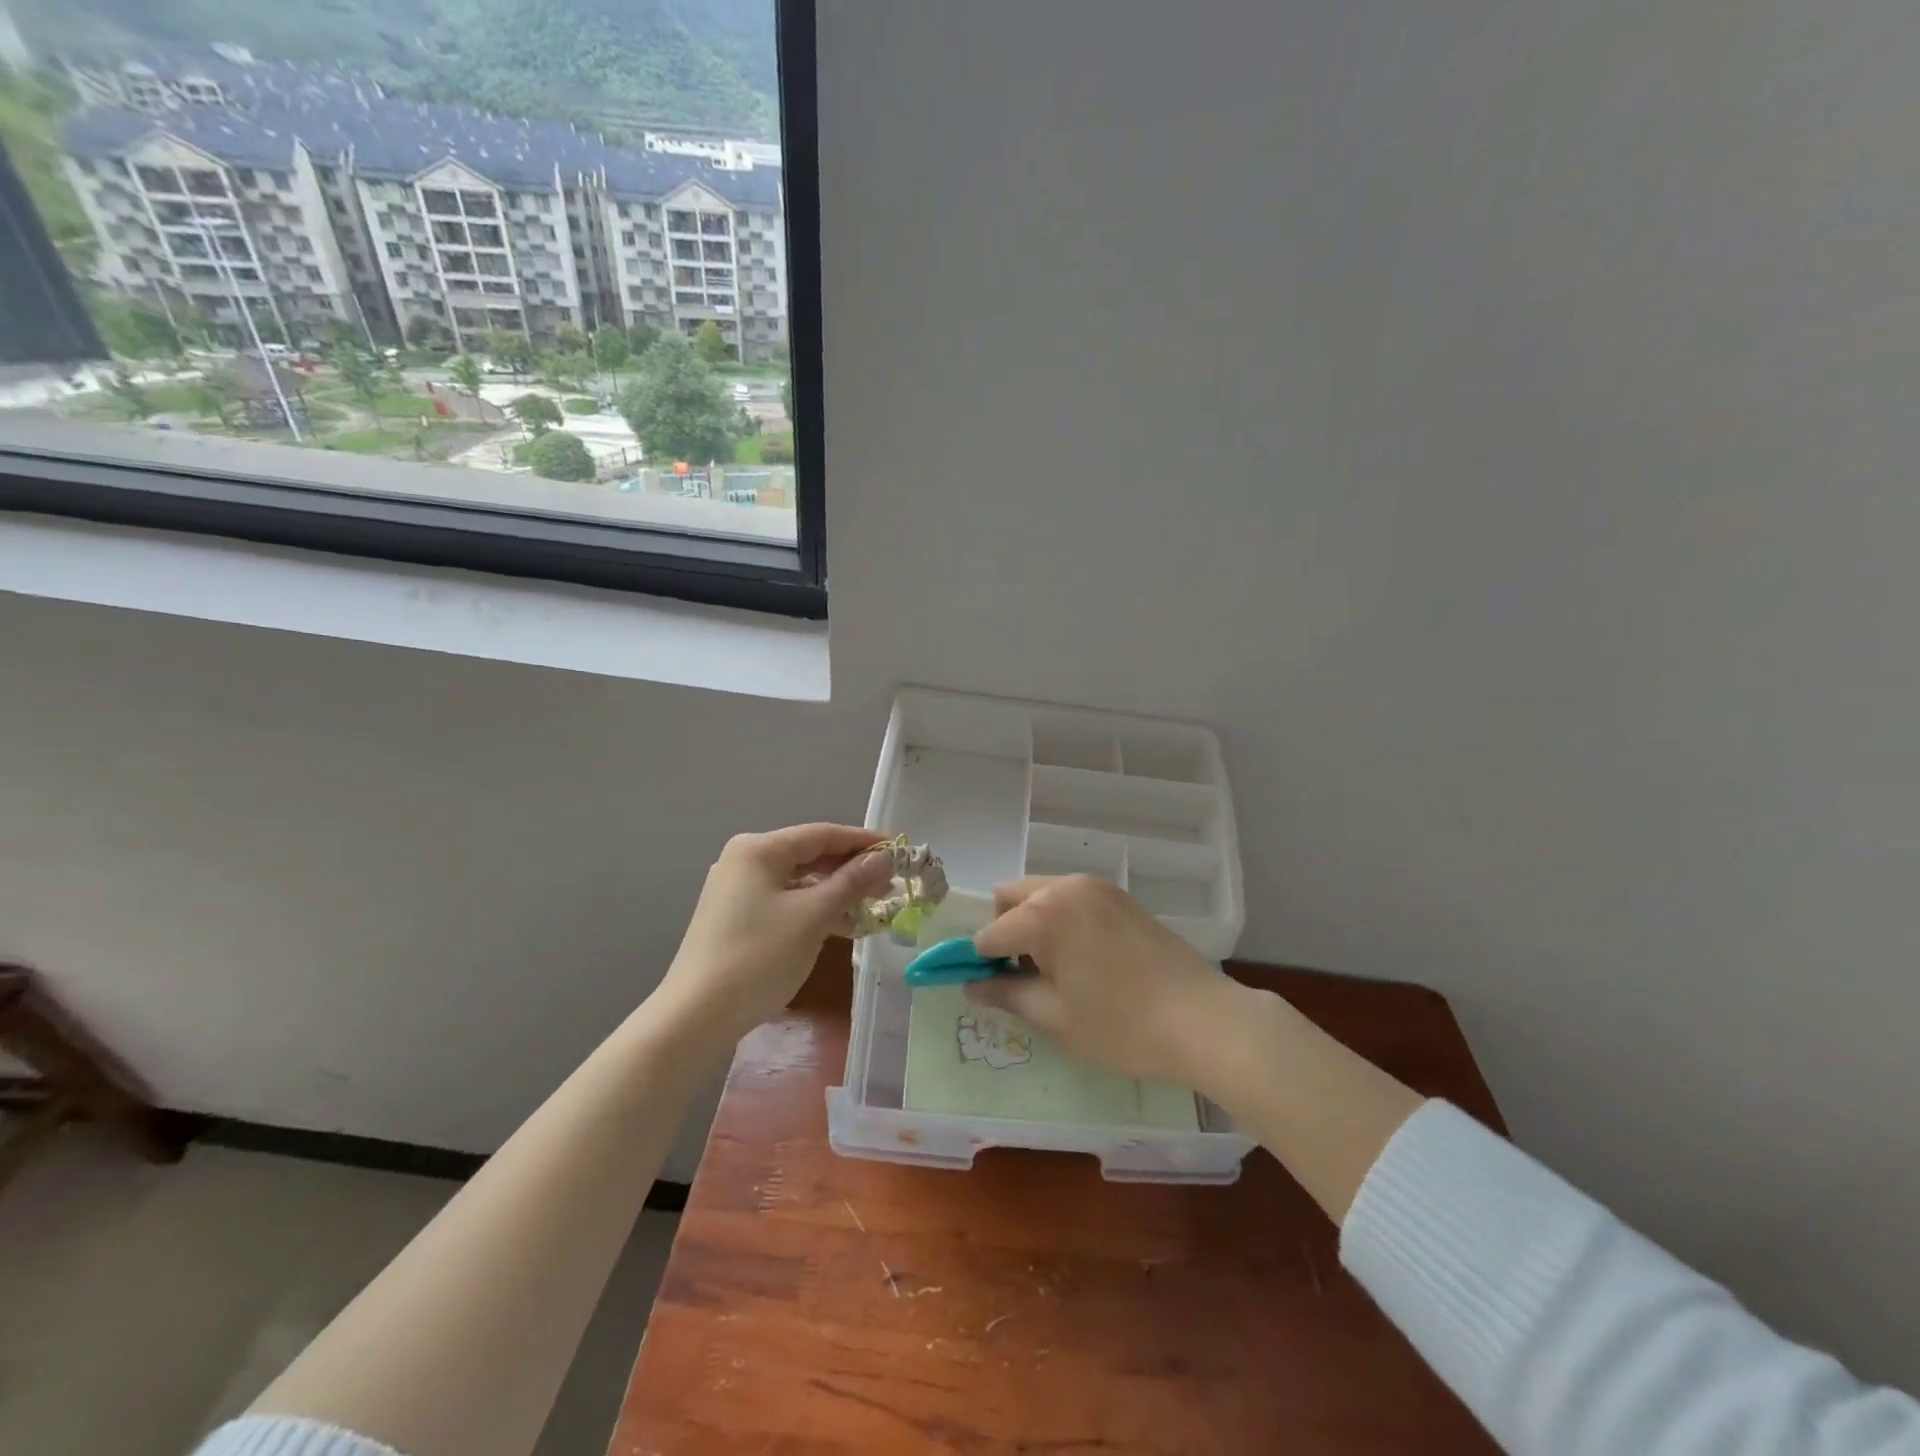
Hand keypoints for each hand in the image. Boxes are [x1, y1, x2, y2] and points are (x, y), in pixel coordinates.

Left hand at [654, 823, 892, 1045]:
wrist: (696, 1016)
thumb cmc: (758, 956)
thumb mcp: (813, 916)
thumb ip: (852, 882)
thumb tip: (885, 859)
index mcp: (760, 849)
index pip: (822, 834)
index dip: (863, 842)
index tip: (898, 851)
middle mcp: (745, 860)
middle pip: (810, 855)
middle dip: (851, 869)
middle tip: (888, 885)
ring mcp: (738, 889)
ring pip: (799, 881)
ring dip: (835, 892)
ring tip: (871, 908)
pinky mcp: (736, 917)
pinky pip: (786, 901)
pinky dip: (814, 909)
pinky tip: (841, 926)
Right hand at [967, 875, 1245, 1087]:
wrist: (1203, 1020)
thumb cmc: (1121, 1026)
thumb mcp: (1055, 1018)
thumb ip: (1007, 994)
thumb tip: (972, 985)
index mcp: (1043, 914)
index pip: (989, 934)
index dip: (979, 964)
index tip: (986, 990)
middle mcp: (1066, 888)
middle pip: (1010, 898)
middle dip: (1003, 932)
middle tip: (1020, 976)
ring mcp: (1097, 888)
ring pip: (1041, 894)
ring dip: (1031, 923)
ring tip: (1054, 970)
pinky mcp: (1120, 897)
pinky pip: (1072, 899)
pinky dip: (1061, 919)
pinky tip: (1083, 959)